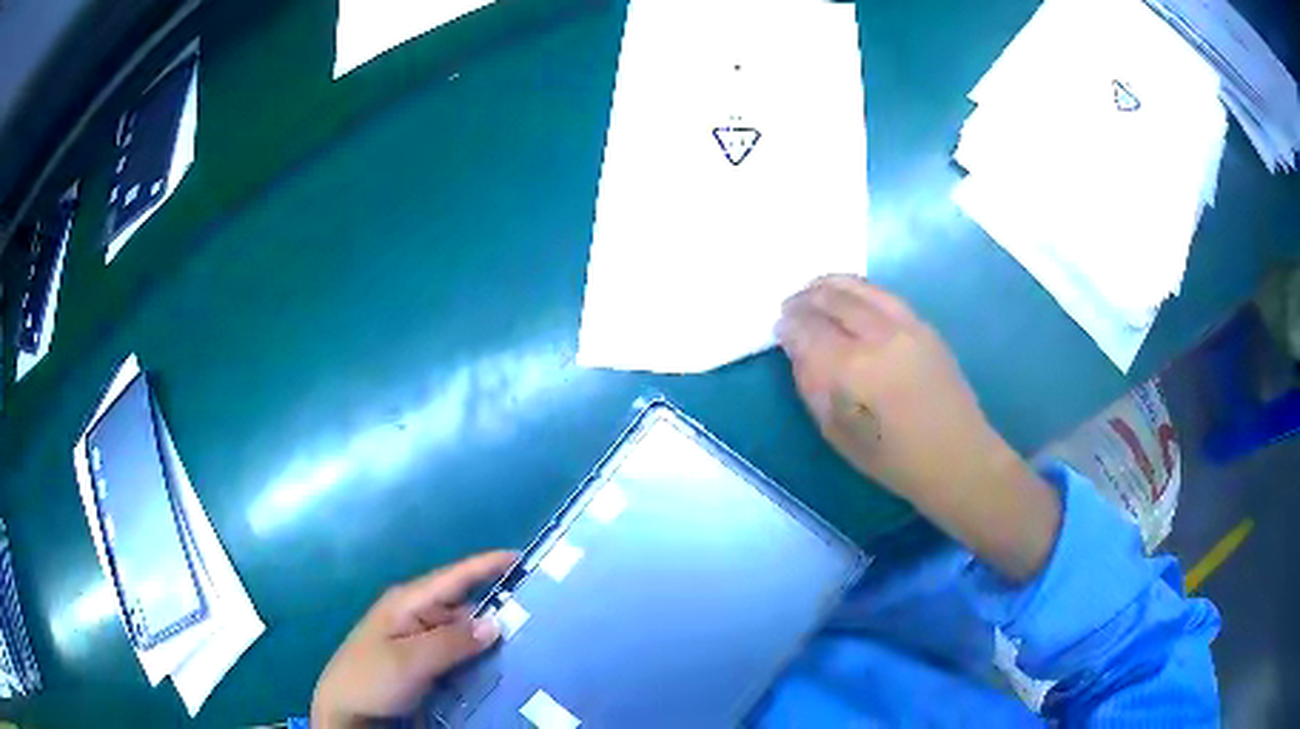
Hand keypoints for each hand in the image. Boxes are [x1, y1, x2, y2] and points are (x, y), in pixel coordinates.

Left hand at [311, 551, 515, 727]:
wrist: (346, 710)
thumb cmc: (371, 678)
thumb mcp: (410, 661)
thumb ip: (452, 642)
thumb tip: (496, 622)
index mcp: (408, 602)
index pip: (454, 577)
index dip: (487, 565)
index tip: (523, 557)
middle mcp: (417, 615)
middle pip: (465, 605)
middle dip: (500, 607)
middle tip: (543, 613)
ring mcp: (420, 640)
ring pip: (465, 632)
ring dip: (492, 636)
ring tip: (534, 640)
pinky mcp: (424, 662)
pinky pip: (460, 653)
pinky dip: (480, 656)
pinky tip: (504, 666)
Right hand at [777, 275, 999, 502]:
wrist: (955, 455)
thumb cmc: (890, 457)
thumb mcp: (836, 432)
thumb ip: (811, 384)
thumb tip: (798, 349)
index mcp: (851, 369)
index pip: (808, 329)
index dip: (789, 324)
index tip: (779, 327)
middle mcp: (877, 337)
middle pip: (832, 300)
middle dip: (805, 298)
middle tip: (791, 305)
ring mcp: (905, 325)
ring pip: (859, 287)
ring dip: (830, 285)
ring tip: (814, 289)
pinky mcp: (923, 325)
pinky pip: (883, 294)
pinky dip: (858, 288)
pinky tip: (849, 295)